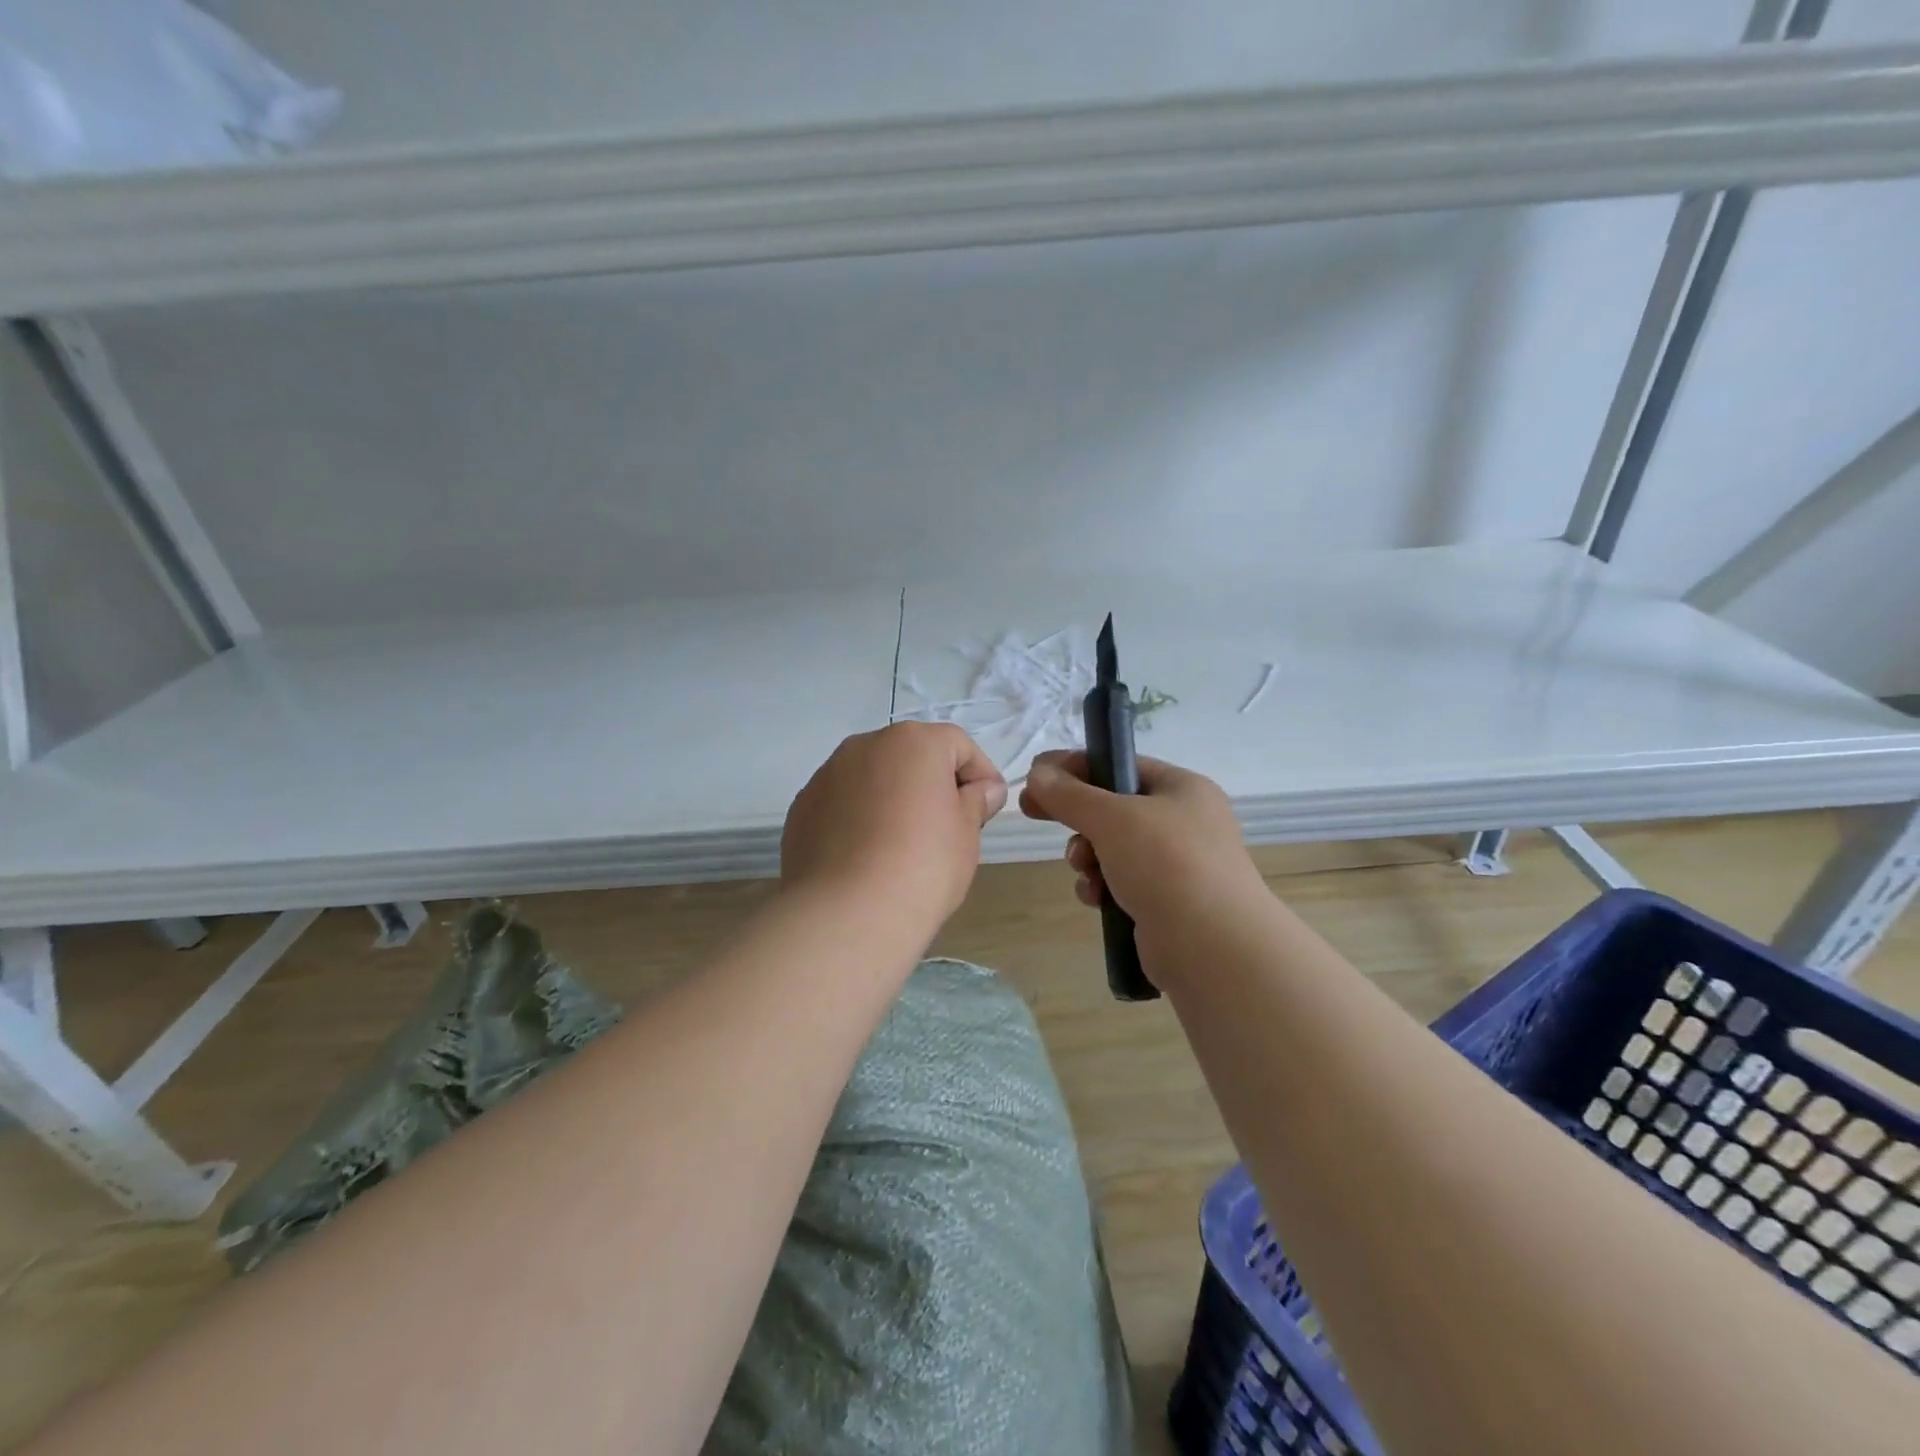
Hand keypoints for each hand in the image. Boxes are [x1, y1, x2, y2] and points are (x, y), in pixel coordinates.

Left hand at [781, 722, 1006, 930]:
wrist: (847, 913)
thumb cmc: (923, 866)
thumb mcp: (966, 834)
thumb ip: (976, 802)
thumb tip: (982, 789)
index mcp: (914, 741)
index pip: (958, 745)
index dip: (980, 775)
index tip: (987, 810)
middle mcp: (866, 745)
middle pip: (911, 755)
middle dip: (932, 783)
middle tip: (947, 827)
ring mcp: (827, 774)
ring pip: (873, 777)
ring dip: (891, 798)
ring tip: (901, 845)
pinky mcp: (802, 806)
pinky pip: (842, 802)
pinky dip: (858, 818)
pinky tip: (866, 857)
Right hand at [1019, 750, 1266, 961]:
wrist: (1213, 947)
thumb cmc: (1166, 864)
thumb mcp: (1112, 818)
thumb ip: (1069, 794)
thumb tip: (1037, 773)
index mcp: (1182, 788)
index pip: (1121, 764)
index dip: (1076, 766)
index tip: (1036, 775)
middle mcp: (1184, 821)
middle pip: (1113, 807)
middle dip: (1077, 816)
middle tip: (1033, 813)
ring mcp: (1178, 865)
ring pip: (1112, 848)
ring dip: (1086, 855)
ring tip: (1082, 867)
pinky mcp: (1166, 902)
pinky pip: (1121, 882)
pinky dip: (1102, 887)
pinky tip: (1096, 898)